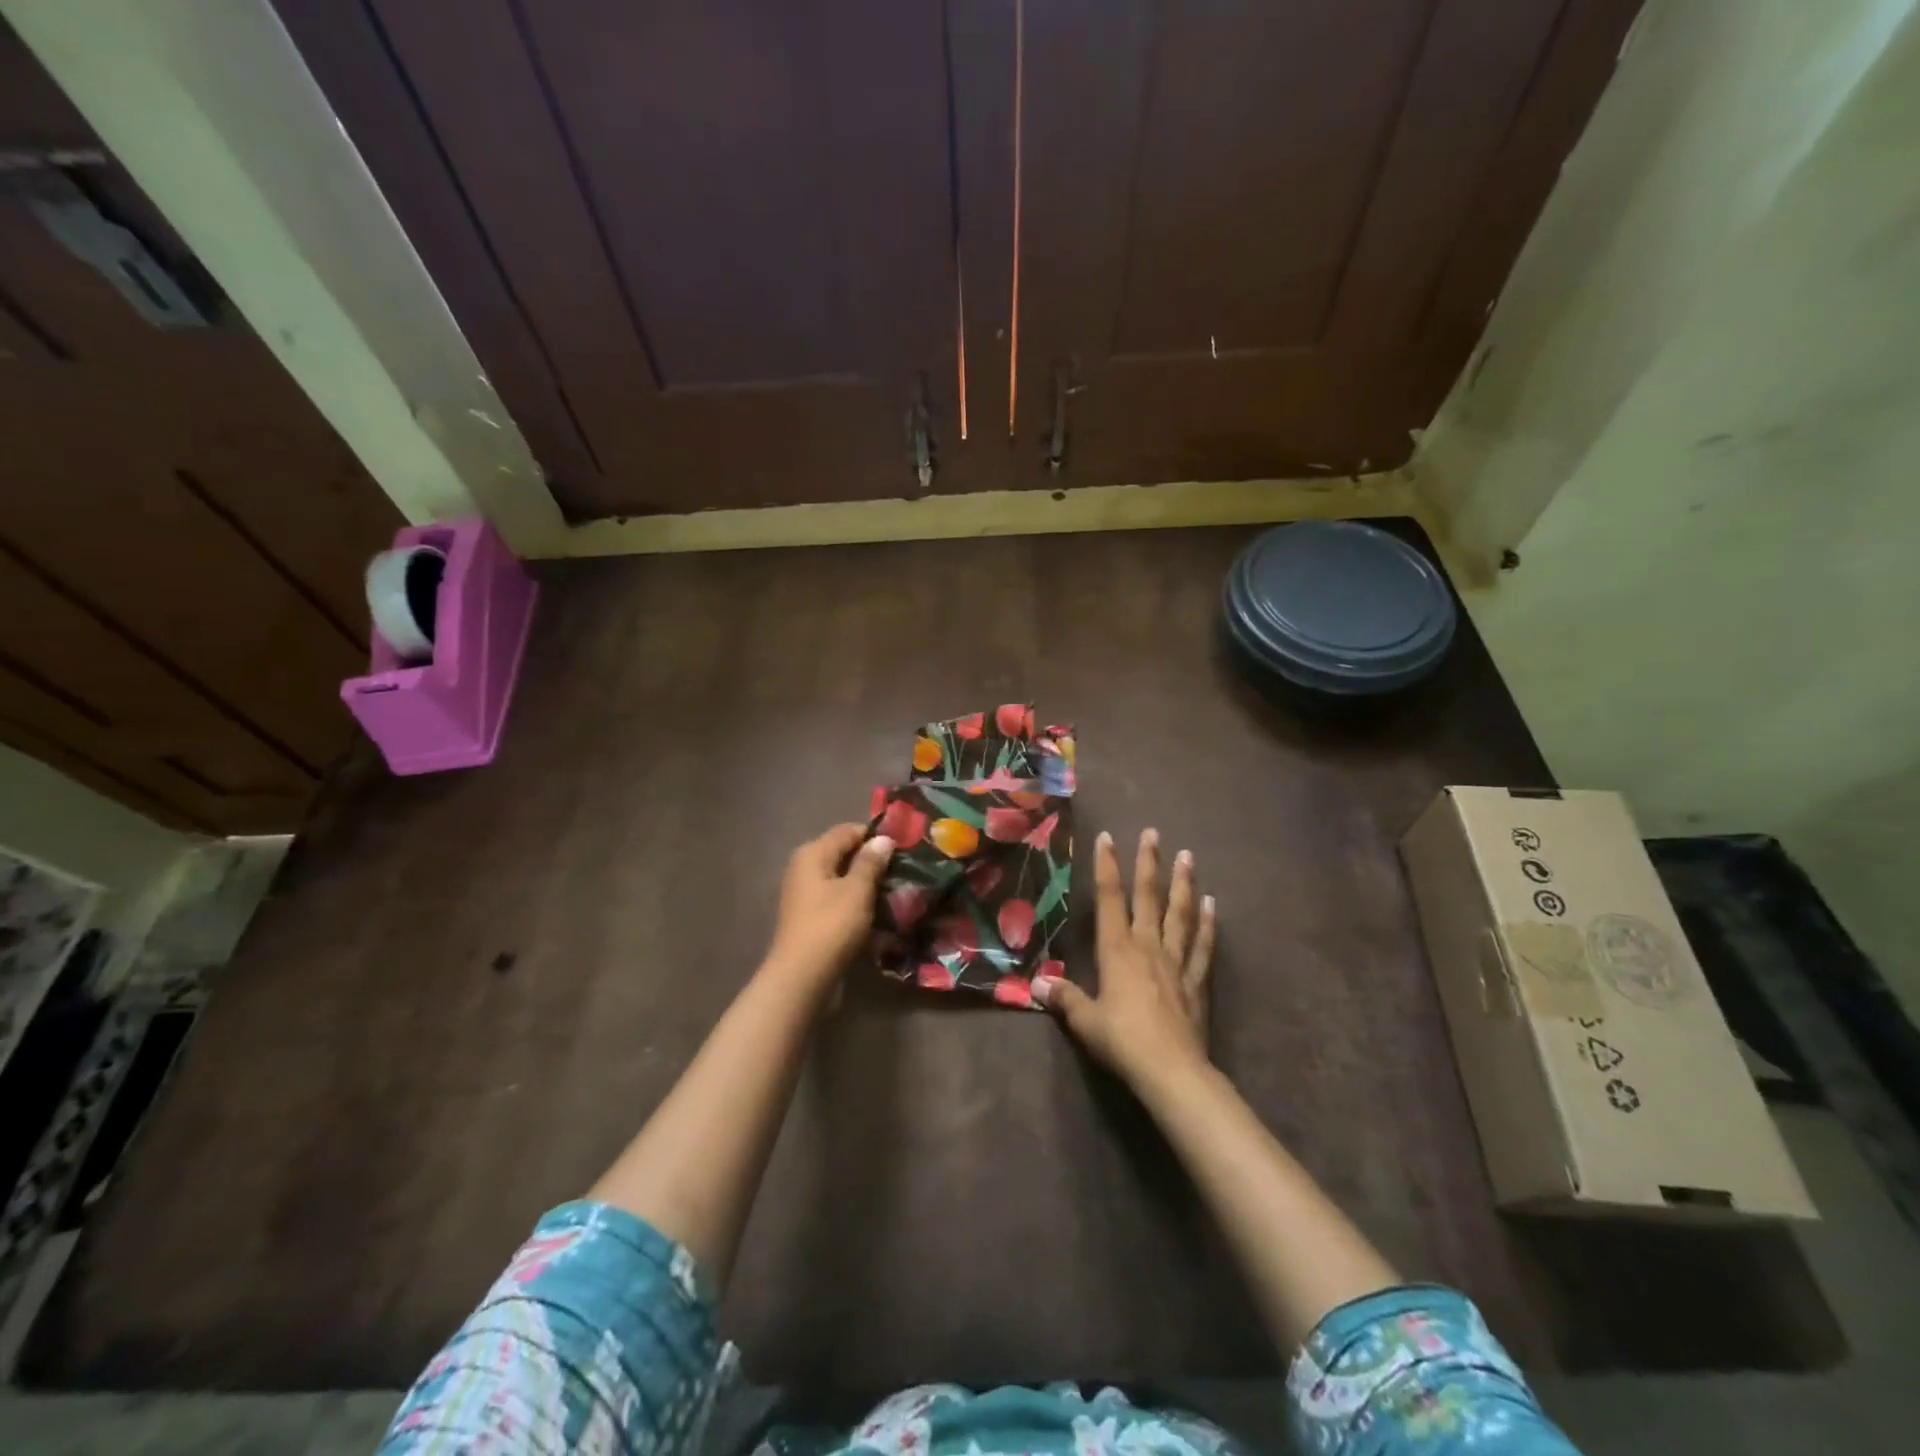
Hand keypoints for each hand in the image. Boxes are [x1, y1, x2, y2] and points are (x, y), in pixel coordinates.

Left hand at [763, 823, 894, 991]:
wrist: (802, 978)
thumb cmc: (831, 926)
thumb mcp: (857, 890)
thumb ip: (871, 862)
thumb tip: (883, 838)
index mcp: (813, 854)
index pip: (848, 831)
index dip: (875, 836)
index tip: (904, 846)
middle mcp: (805, 869)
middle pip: (844, 855)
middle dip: (873, 862)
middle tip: (904, 870)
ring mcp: (806, 895)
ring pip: (843, 881)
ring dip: (867, 886)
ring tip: (897, 893)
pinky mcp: (811, 918)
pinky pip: (839, 902)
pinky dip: (857, 905)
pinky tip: (879, 915)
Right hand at [1033, 828, 1214, 1087]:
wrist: (1171, 1070)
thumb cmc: (1122, 1041)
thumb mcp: (1085, 1020)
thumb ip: (1064, 998)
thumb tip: (1037, 984)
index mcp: (1117, 950)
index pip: (1110, 899)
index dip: (1107, 867)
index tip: (1108, 838)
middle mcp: (1148, 946)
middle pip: (1148, 897)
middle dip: (1148, 863)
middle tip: (1154, 832)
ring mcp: (1176, 962)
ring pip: (1179, 914)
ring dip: (1182, 884)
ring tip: (1187, 856)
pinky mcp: (1196, 982)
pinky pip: (1203, 947)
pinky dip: (1207, 925)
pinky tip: (1212, 905)